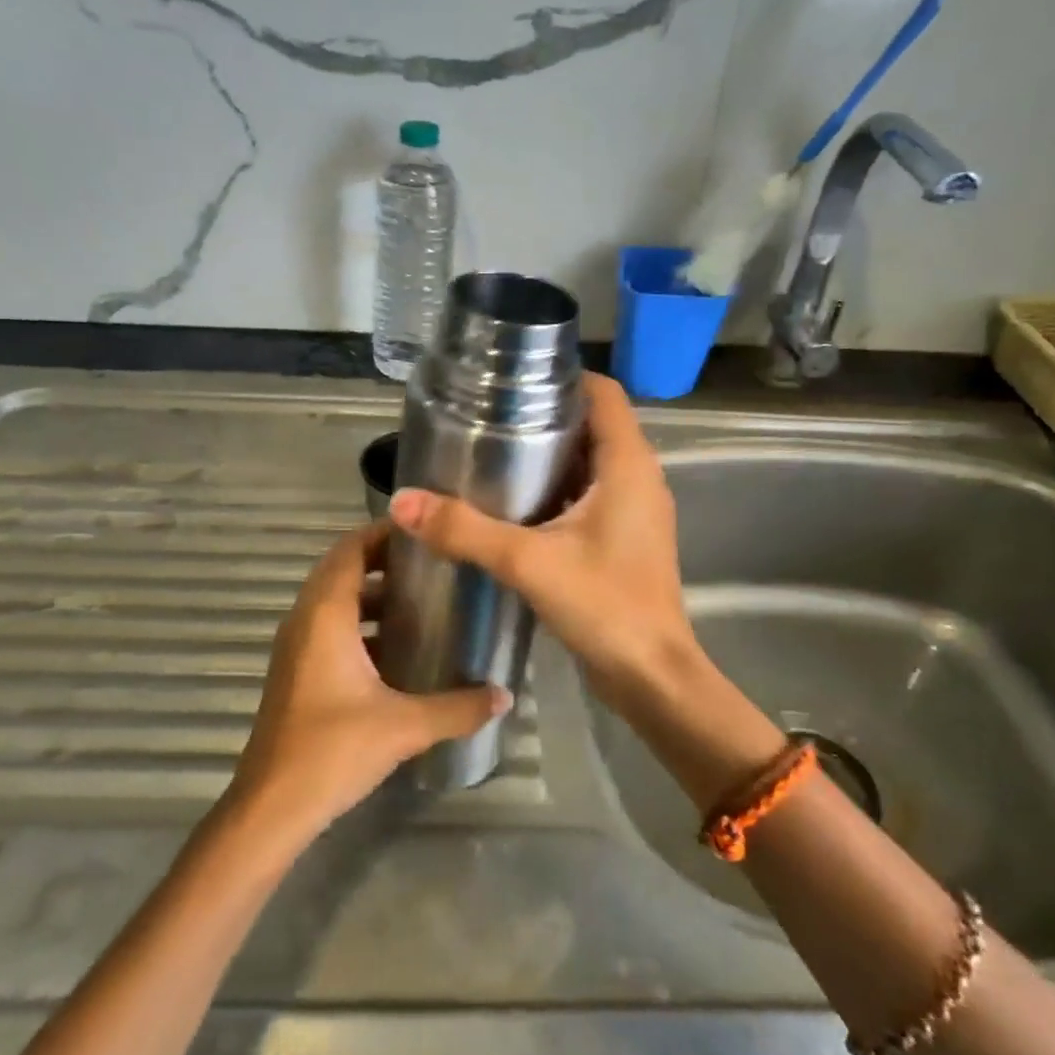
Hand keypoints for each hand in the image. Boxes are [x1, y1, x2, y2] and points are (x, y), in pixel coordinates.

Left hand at [227, 521, 511, 841]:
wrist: (270, 808)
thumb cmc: (332, 751)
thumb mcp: (404, 726)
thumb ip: (458, 708)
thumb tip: (505, 695)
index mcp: (325, 615)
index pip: (351, 549)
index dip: (384, 532)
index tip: (425, 531)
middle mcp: (305, 620)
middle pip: (343, 569)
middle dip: (384, 560)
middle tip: (432, 563)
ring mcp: (296, 647)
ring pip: (335, 601)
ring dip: (372, 594)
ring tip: (422, 600)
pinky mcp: (297, 672)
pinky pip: (330, 628)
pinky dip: (360, 623)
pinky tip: (397, 649)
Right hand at [387, 374, 699, 710]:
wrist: (652, 677)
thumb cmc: (605, 607)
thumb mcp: (528, 562)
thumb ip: (464, 530)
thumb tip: (402, 501)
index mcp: (629, 464)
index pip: (603, 392)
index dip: (563, 377)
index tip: (513, 379)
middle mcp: (639, 477)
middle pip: (594, 424)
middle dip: (546, 416)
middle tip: (489, 416)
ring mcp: (634, 510)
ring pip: (591, 462)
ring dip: (550, 455)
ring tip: (493, 453)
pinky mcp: (625, 539)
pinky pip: (591, 495)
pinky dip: (558, 489)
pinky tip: (515, 505)